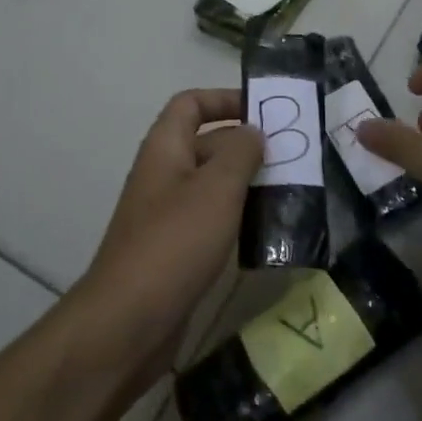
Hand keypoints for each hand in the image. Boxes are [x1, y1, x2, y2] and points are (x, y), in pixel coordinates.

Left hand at [72, 90, 262, 387]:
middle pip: (207, 142)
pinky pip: (211, 219)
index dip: (225, 98)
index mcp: (165, 149)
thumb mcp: (216, 189)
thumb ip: (240, 153)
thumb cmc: (175, 243)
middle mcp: (164, 175)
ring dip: (247, 183)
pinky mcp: (176, 249)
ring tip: (291, 190)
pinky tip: (267, 229)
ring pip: (213, 184)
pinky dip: (238, 216)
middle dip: (247, 144)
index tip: (265, 111)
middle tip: (294, 155)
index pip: (190, 103)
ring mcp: (167, 214)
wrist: (128, 322)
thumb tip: (253, 132)